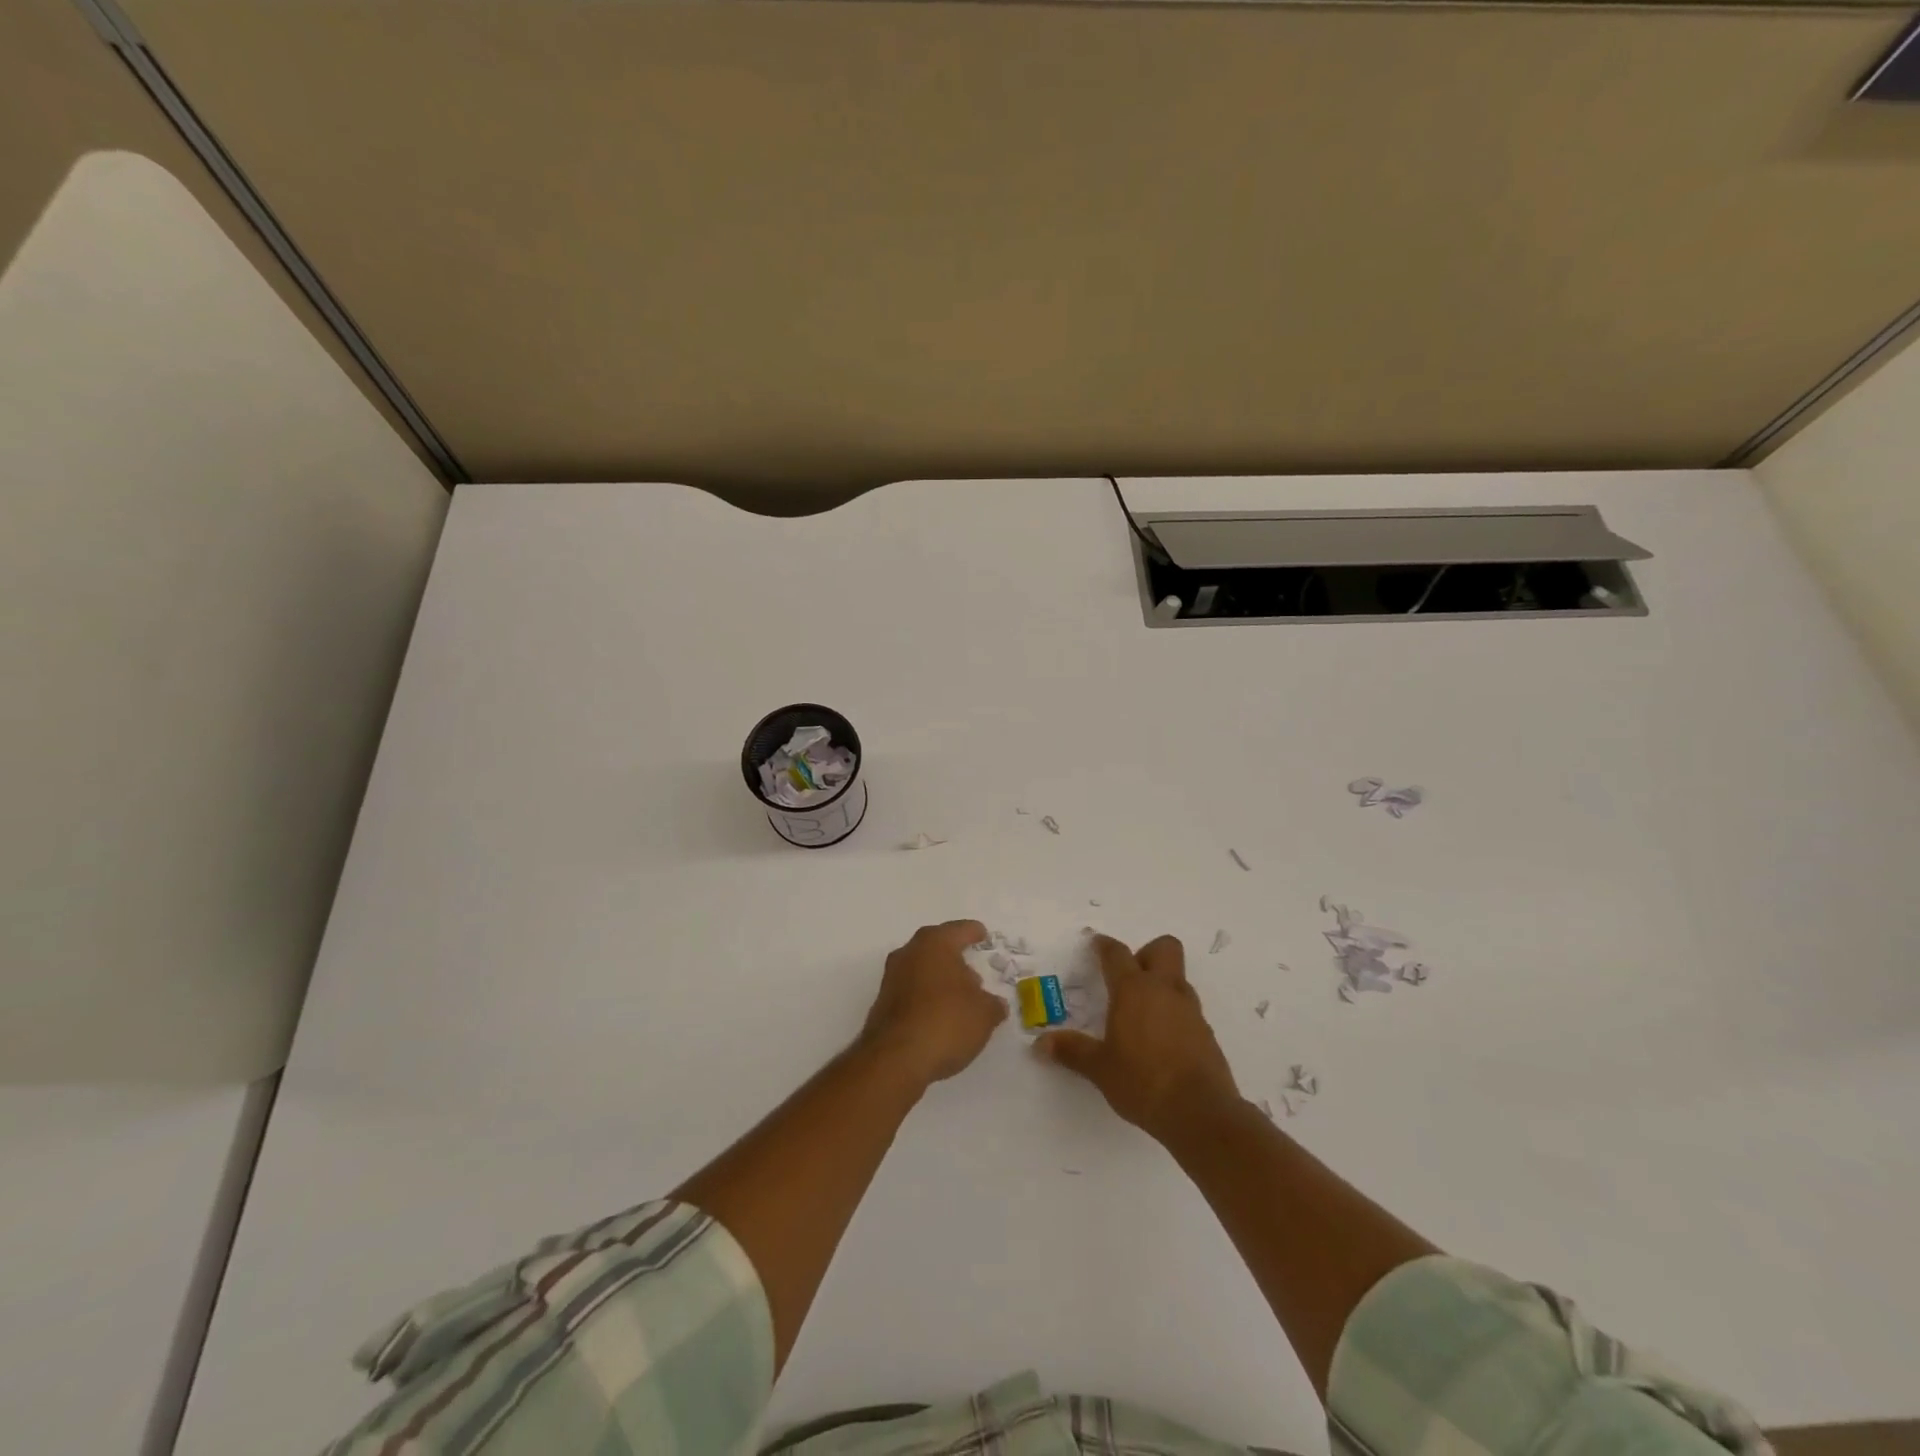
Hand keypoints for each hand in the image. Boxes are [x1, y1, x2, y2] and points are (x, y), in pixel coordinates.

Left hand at [860, 920, 1007, 1087]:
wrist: (895, 1058)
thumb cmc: (946, 1022)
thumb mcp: (984, 1014)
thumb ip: (993, 1005)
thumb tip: (994, 1004)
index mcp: (935, 943)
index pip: (960, 930)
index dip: (974, 932)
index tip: (983, 934)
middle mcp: (910, 953)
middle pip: (937, 948)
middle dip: (956, 959)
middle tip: (975, 974)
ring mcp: (892, 978)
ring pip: (922, 970)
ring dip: (940, 980)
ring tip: (961, 999)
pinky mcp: (883, 1003)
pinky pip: (912, 992)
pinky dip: (926, 999)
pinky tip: (940, 1017)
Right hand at [1035, 934, 1240, 1142]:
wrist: (1201, 1113)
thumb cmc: (1142, 1081)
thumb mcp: (1100, 1068)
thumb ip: (1072, 1051)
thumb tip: (1040, 1044)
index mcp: (1134, 990)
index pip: (1117, 954)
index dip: (1104, 946)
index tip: (1096, 944)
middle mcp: (1165, 990)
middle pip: (1164, 947)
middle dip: (1146, 953)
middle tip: (1129, 977)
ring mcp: (1190, 1010)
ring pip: (1178, 978)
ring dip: (1162, 985)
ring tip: (1142, 1014)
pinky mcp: (1207, 1033)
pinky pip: (1188, 1009)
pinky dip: (1174, 1014)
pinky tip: (1162, 1041)